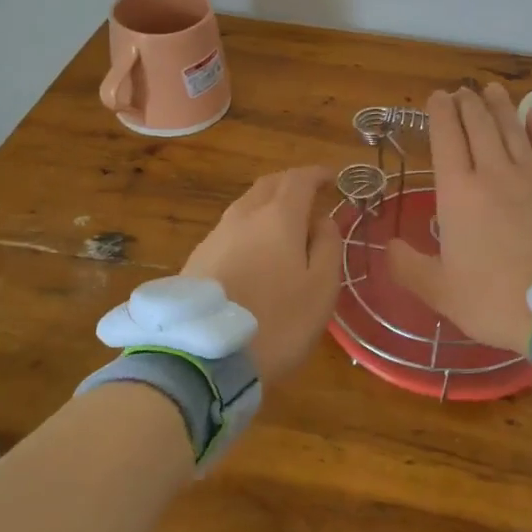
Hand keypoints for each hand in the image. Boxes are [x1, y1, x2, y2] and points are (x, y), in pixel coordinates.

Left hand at [182, 166, 341, 384]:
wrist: (204, 357)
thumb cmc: (278, 321)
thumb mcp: (322, 288)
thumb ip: (328, 246)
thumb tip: (323, 221)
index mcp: (278, 217)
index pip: (300, 179)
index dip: (318, 174)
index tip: (333, 178)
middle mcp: (244, 216)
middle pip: (269, 185)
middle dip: (292, 184)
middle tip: (310, 196)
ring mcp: (216, 236)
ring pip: (246, 205)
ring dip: (269, 206)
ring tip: (285, 226)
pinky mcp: (198, 259)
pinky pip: (231, 230)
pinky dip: (250, 228)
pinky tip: (256, 252)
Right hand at [387, 84, 531, 355]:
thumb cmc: (493, 300)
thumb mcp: (440, 291)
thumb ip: (408, 267)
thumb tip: (389, 246)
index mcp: (458, 193)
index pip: (447, 139)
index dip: (441, 114)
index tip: (438, 96)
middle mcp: (494, 174)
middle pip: (480, 127)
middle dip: (468, 104)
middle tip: (463, 90)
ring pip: (513, 131)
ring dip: (501, 107)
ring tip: (492, 89)